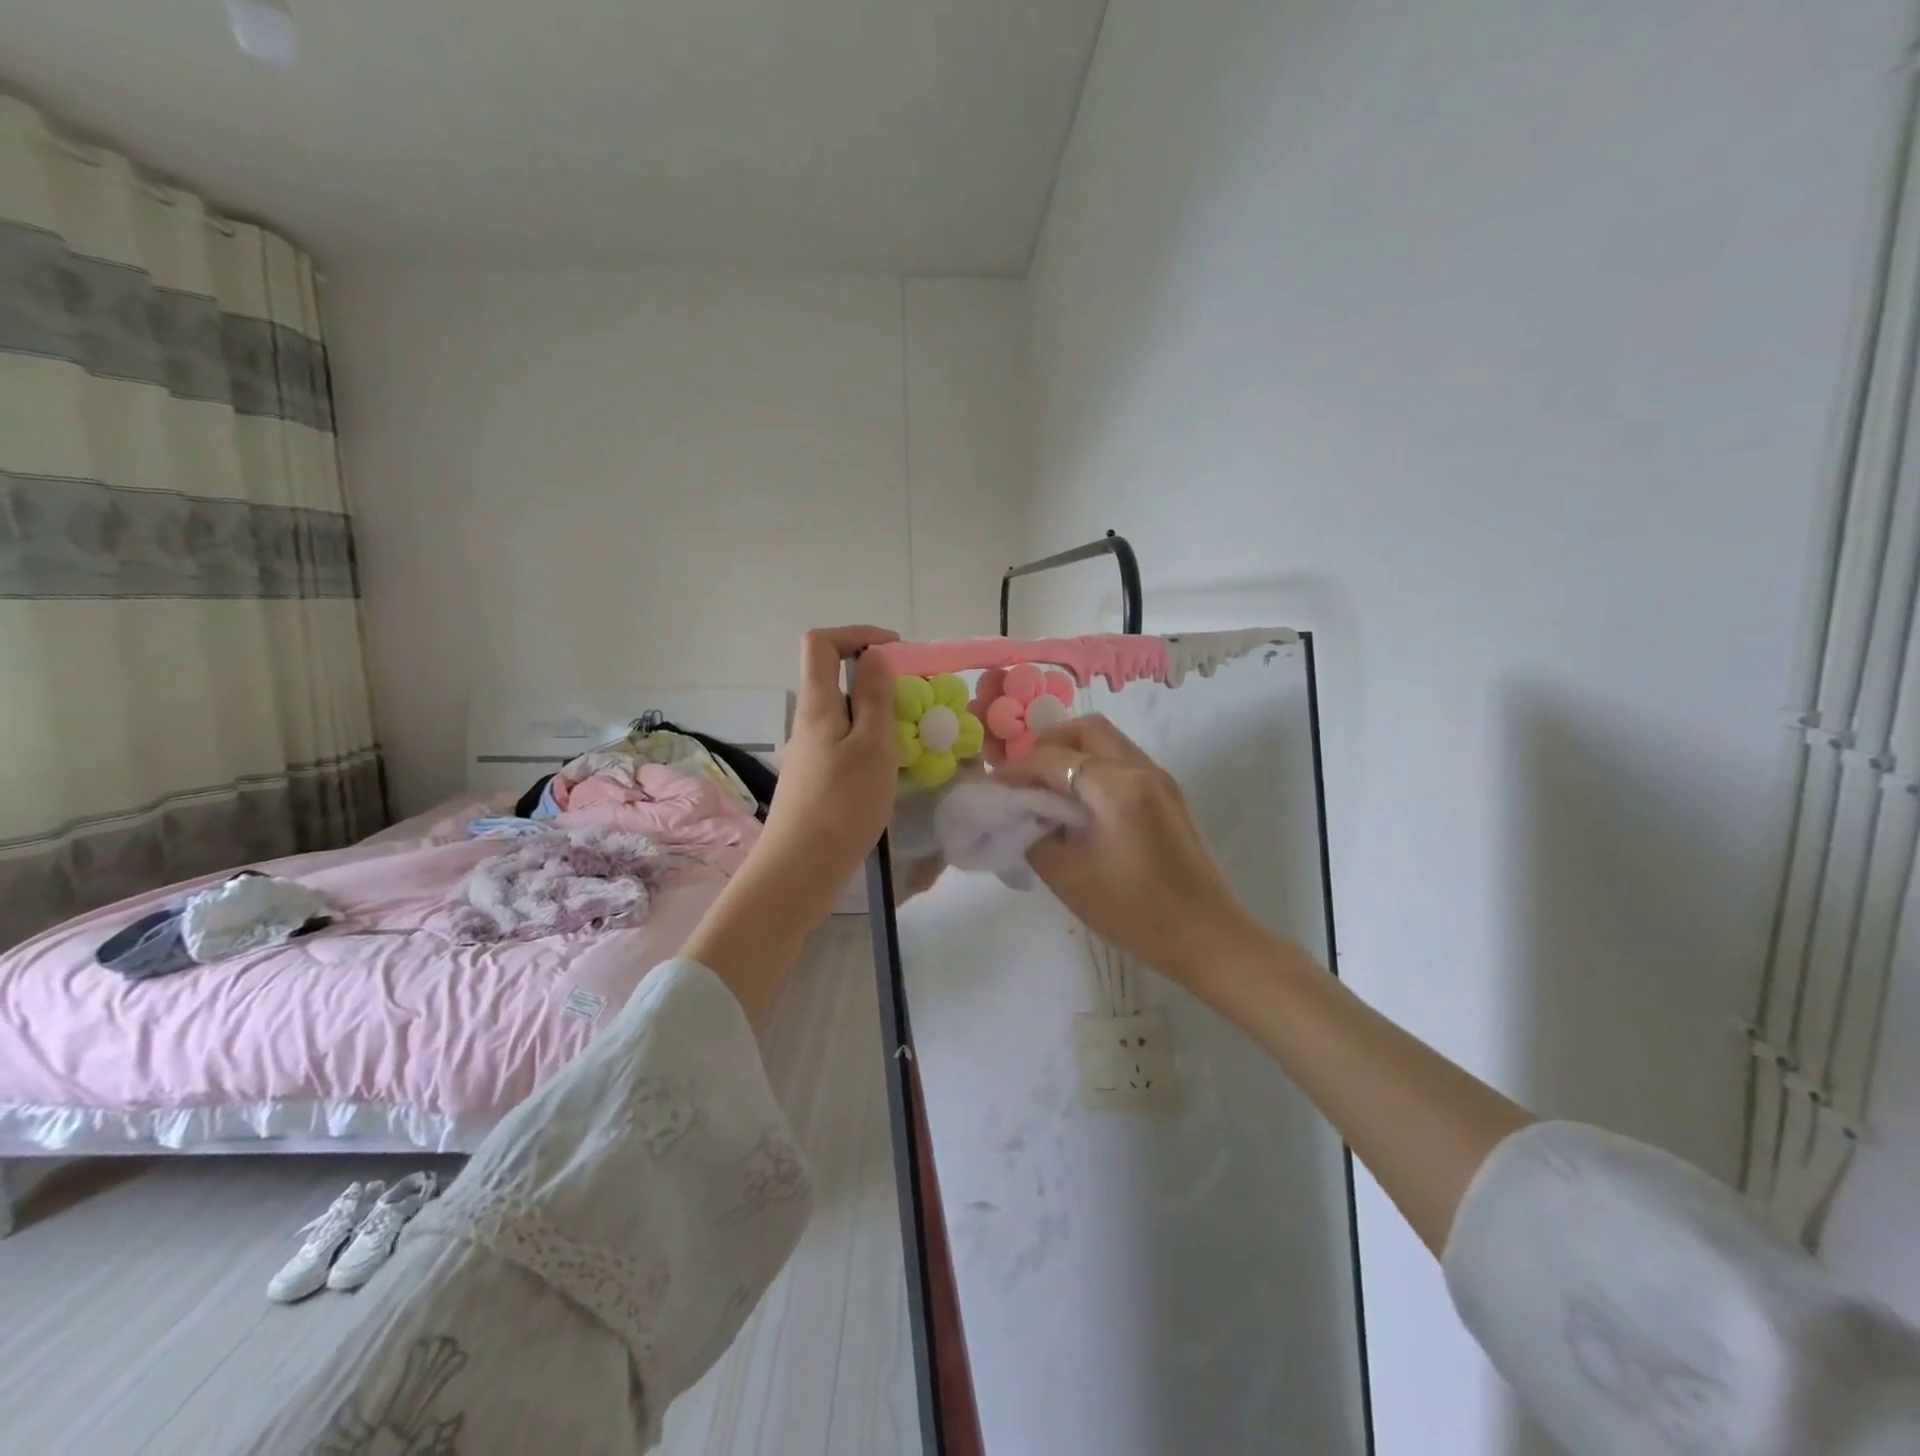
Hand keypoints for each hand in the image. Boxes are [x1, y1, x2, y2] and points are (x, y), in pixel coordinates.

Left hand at [757, 625, 899, 890]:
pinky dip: (871, 744)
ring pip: (844, 716)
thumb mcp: (872, 745)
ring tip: (911, 740)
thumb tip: (873, 655)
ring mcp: (809, 753)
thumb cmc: (842, 803)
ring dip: (878, 716)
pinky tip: (892, 771)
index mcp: (817, 704)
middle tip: (916, 703)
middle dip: (877, 679)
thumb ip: (874, 697)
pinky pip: (845, 745)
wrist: (801, 869)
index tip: (895, 651)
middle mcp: (808, 722)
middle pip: (835, 679)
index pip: (821, 643)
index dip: (857, 634)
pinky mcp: (815, 780)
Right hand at [992, 716, 1259, 986]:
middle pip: (1087, 730)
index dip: (1018, 769)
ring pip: (1109, 742)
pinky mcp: (1169, 796)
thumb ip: (1035, 835)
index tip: (994, 786)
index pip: (1054, 758)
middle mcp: (1141, 769)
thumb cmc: (1133, 910)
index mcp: (1115, 785)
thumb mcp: (1067, 877)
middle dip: (1049, 745)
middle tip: (1025, 776)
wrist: (1207, 936)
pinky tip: (1081, 803)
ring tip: (1048, 789)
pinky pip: (1124, 762)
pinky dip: (1096, 767)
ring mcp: (1160, 780)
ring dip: (1074, 753)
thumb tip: (1023, 814)